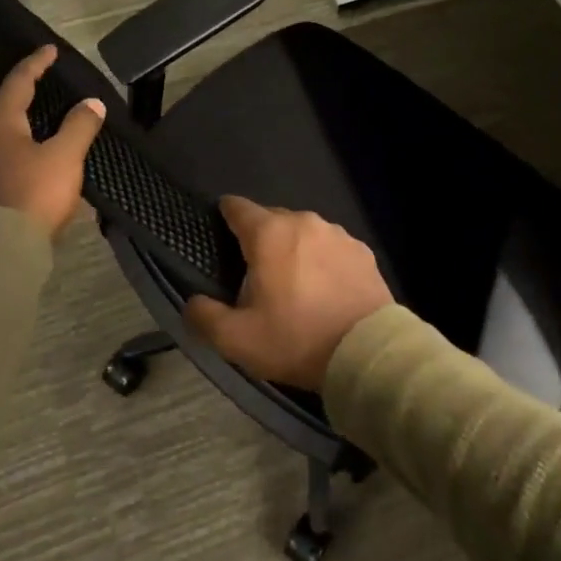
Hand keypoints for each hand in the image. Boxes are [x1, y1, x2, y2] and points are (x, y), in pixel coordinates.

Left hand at [0, 45, 104, 240]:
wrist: (1, 250)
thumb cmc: (33, 194)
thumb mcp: (65, 157)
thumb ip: (79, 126)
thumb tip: (91, 102)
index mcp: (0, 126)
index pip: (17, 84)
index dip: (35, 64)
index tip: (50, 50)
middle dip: (12, 96)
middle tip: (31, 88)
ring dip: (11, 127)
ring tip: (35, 128)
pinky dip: (12, 153)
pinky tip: (29, 166)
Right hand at [185, 197, 394, 389]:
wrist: (367, 352)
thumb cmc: (297, 339)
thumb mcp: (237, 339)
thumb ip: (205, 316)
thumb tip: (193, 302)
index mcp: (269, 234)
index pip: (238, 207)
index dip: (225, 214)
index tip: (220, 228)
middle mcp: (304, 222)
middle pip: (272, 219)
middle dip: (260, 239)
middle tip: (255, 273)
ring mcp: (338, 234)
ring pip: (304, 233)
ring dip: (294, 249)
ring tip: (293, 283)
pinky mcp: (363, 251)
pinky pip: (331, 248)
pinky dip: (323, 260)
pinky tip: (324, 288)